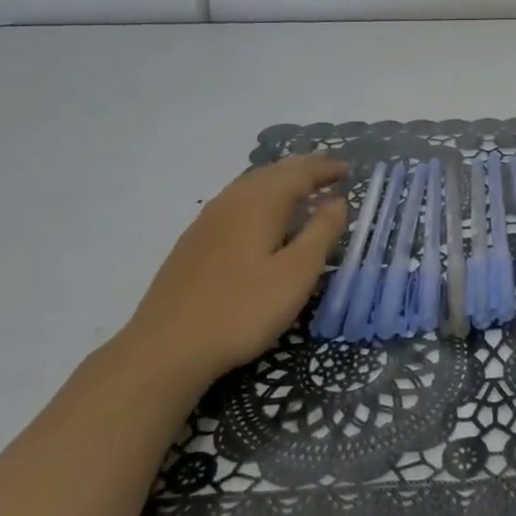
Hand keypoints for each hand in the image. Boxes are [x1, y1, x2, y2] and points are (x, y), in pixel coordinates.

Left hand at [118, 154, 348, 381]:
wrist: (166, 348)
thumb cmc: (242, 310)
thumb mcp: (296, 274)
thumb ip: (321, 232)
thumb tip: (338, 200)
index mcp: (261, 203)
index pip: (299, 175)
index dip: (325, 170)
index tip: (348, 169)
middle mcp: (233, 201)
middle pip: (272, 172)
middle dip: (302, 168)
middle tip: (327, 167)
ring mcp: (208, 221)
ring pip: (250, 184)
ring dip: (279, 179)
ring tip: (298, 184)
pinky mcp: (194, 242)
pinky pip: (235, 201)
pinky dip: (258, 195)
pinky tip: (259, 214)